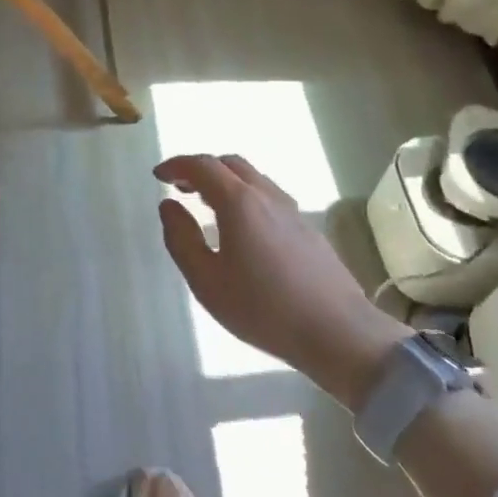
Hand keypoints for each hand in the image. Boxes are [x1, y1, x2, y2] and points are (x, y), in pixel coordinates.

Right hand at [154, 154, 409, 406]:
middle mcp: (266, 195)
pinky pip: (268, 195)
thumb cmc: (263, 309)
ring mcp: (291, 210)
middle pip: (230, 164)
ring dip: (224, 180)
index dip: (177, 165)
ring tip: (207, 204)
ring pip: (252, 177)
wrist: (338, 332)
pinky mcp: (307, 227)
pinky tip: (241, 226)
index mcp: (239, 202)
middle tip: (180, 186)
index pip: (203, 166)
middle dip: (201, 168)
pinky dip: (244, 195)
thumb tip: (168, 206)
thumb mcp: (207, 282)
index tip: (158, 175)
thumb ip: (181, 239)